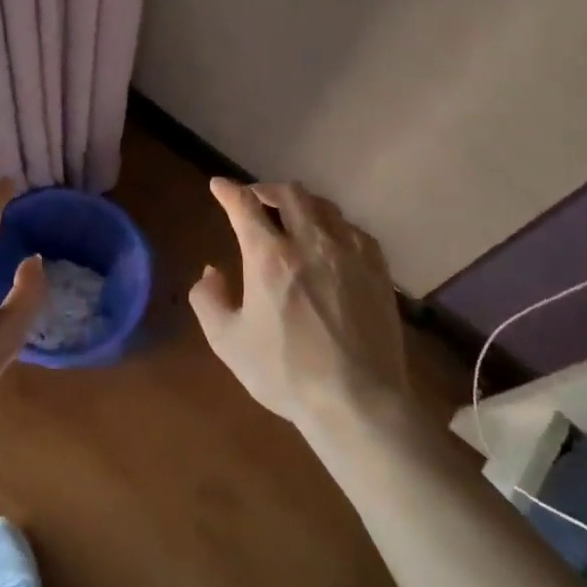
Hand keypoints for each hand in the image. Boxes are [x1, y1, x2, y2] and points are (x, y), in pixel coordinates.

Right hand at [190, 178, 409, 439]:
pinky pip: (354, 229)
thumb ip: (209, 300)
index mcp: (269, 257)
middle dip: (267, 189)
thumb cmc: (286, 373)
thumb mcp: (227, 342)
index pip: (245, 205)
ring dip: (301, 203)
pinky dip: (334, 225)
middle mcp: (310, 243)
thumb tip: (211, 272)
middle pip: (289, 194)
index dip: (228, 190)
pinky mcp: (378, 270)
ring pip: (324, 206)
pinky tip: (331, 240)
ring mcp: (349, 253)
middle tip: (255, 198)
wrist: (358, 402)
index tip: (219, 185)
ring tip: (292, 215)